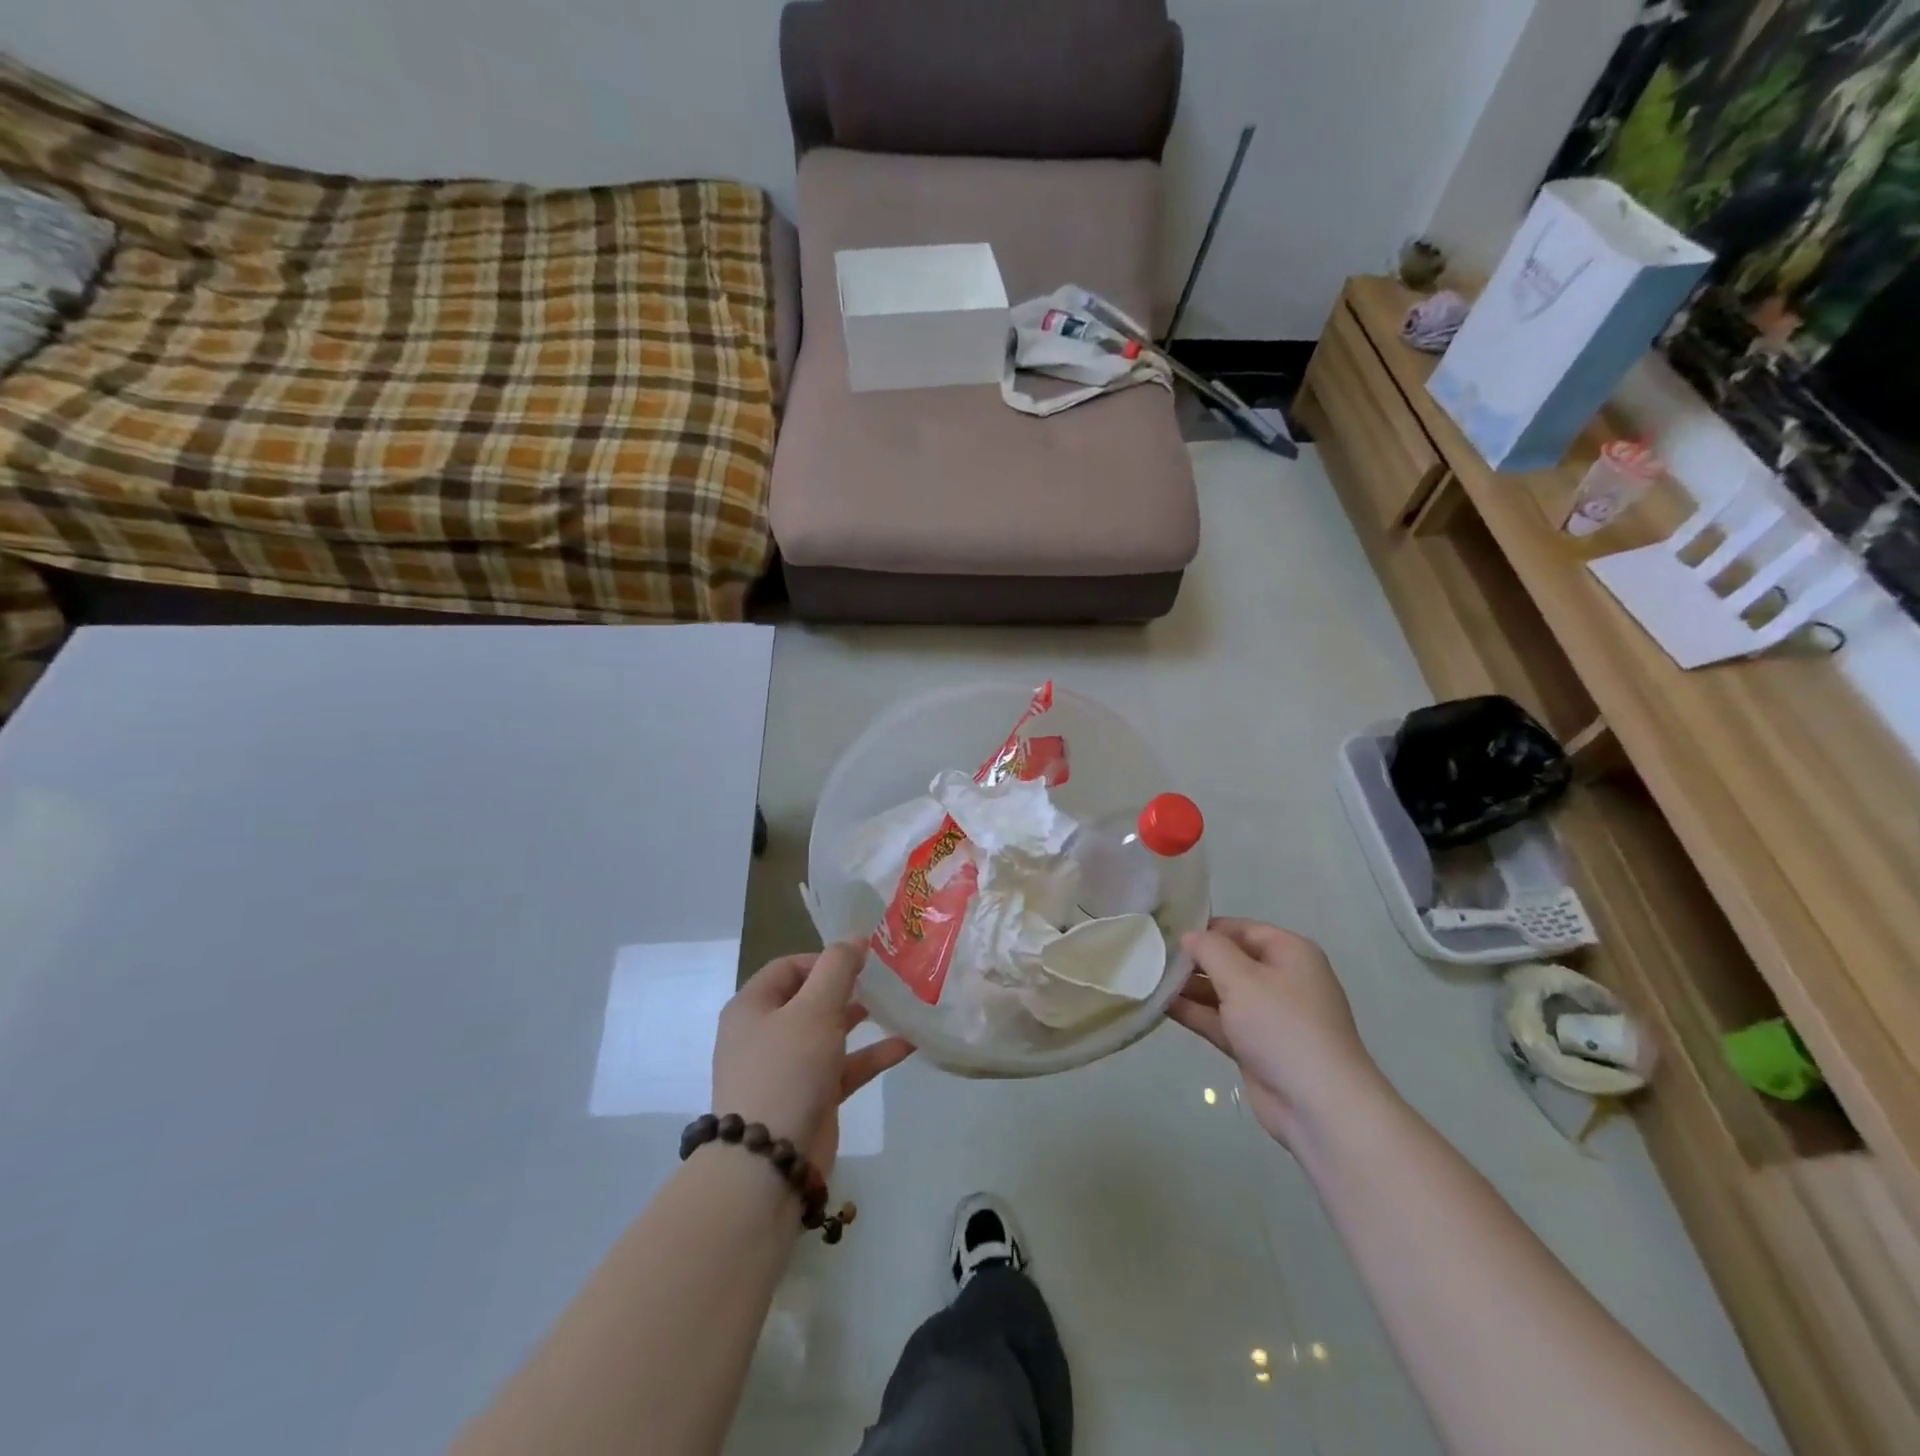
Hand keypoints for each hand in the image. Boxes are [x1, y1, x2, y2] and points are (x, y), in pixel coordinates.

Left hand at [712, 942, 913, 1175]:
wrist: (768, 1163)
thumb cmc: (787, 1070)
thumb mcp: (814, 1009)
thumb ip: (837, 969)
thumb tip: (855, 939)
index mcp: (752, 1006)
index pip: (789, 967)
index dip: (825, 958)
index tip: (863, 960)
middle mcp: (765, 1033)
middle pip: (810, 998)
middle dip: (848, 987)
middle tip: (885, 978)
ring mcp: (787, 1068)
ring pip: (829, 1033)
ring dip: (862, 1019)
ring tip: (898, 1004)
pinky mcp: (810, 1098)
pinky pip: (843, 1067)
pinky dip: (871, 1055)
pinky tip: (908, 1044)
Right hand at [1169, 918, 1383, 1148]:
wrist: (1318, 1105)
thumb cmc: (1282, 1026)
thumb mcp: (1242, 978)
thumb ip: (1210, 950)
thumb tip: (1189, 935)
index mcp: (1290, 953)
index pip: (1241, 929)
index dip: (1205, 929)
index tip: (1166, 931)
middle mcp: (1281, 979)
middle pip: (1230, 960)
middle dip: (1193, 959)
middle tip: (1149, 955)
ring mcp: (1268, 1015)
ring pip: (1222, 991)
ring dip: (1189, 987)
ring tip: (1146, 978)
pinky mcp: (1255, 1045)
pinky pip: (1220, 1019)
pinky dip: (1194, 1012)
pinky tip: (1160, 1005)